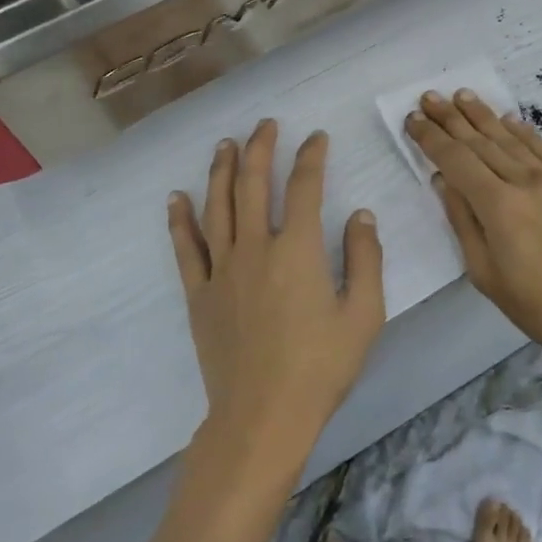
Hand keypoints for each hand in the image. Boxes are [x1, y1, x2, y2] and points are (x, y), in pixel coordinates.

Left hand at [168, 121, 385, 467]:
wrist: (263, 416)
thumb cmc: (320, 367)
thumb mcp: (364, 315)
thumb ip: (366, 259)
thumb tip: (360, 214)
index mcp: (298, 250)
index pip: (305, 187)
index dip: (312, 157)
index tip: (317, 138)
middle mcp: (255, 247)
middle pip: (254, 183)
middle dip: (261, 148)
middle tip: (266, 125)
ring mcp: (221, 269)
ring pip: (217, 205)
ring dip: (221, 170)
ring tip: (225, 144)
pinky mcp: (199, 293)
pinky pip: (185, 248)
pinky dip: (180, 219)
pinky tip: (176, 197)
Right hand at [406, 91, 541, 376]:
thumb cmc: (540, 307)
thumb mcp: (486, 274)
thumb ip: (463, 222)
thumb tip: (443, 181)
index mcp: (498, 206)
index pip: (456, 160)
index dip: (431, 138)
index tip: (412, 118)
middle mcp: (524, 182)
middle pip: (480, 142)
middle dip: (451, 118)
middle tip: (429, 96)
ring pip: (510, 139)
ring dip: (483, 115)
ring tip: (462, 95)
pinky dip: (522, 130)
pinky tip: (508, 118)